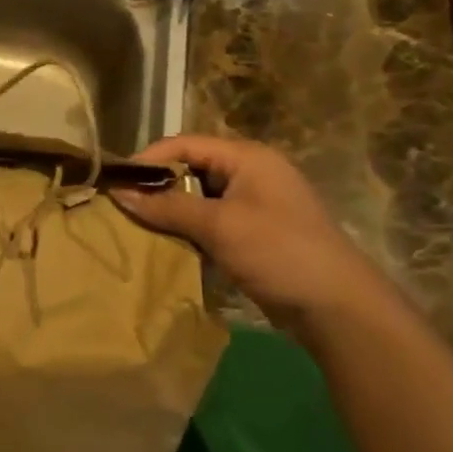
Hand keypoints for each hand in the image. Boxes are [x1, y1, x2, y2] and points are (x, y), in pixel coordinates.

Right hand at [111, 134, 386, 323]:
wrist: (336, 306)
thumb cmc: (278, 251)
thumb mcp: (219, 225)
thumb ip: (168, 207)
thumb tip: (118, 193)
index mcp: (247, 157)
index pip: (185, 144)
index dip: (149, 159)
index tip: (116, 183)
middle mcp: (250, 173)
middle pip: (191, 169)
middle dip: (156, 186)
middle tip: (122, 207)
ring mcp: (254, 205)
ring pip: (199, 198)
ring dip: (170, 211)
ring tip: (136, 227)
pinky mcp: (254, 234)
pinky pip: (211, 222)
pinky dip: (188, 230)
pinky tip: (166, 246)